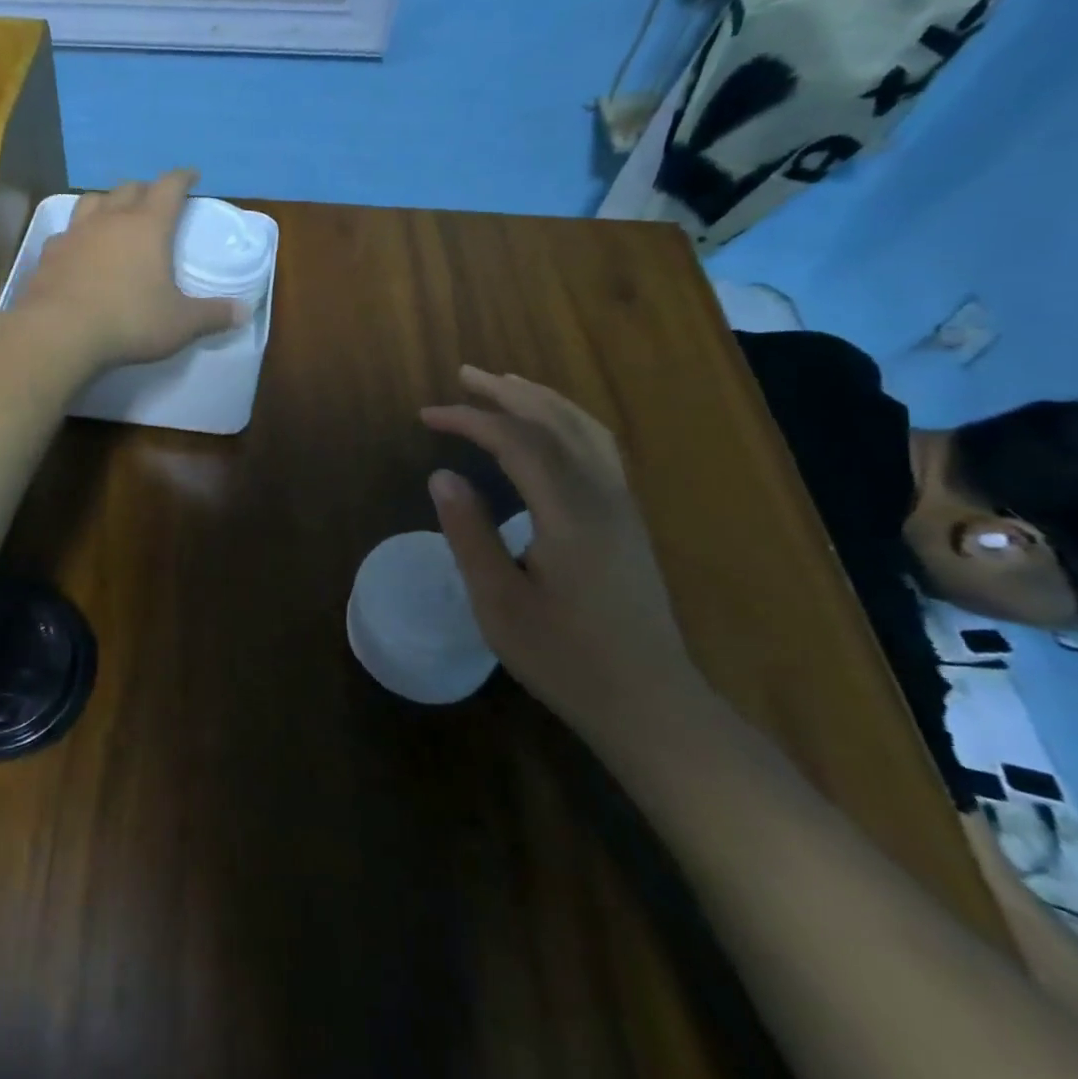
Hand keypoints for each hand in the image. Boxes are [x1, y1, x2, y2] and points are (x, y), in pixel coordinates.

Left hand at [7, 170, 244, 373]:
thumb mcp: (180, 324)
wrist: (59, 332)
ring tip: (114, 213)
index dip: (182, 178)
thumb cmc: (129, 321)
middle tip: (154, 198)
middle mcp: (110, 219)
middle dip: (145, 189)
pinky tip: (79, 247)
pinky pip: (66, 232)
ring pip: (92, 201)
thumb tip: (243, 312)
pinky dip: (78, 233)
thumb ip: (212, 315)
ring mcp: (75, 233)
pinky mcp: (49, 254)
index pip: (169, 187)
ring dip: (107, 202)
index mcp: (148, 226)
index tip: (191, 175)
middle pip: (129, 188)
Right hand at [421, 367, 701, 750]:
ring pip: (586, 429)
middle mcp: (604, 496)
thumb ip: (470, 533)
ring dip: (542, 399)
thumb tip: (442, 475)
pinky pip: (599, 447)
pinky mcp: (629, 520)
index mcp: (570, 513)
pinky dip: (567, 420)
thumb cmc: (566, 658)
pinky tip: (550, 428)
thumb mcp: (499, 602)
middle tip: (465, 375)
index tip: (427, 415)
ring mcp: (623, 506)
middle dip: (508, 392)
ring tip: (505, 385)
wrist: (651, 703)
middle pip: (557, 421)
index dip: (470, 419)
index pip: (517, 441)